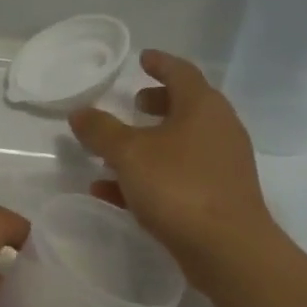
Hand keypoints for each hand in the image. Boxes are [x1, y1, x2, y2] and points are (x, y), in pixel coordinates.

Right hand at [69, 50, 277, 287]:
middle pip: (185, 107)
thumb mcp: (129, 154)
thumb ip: (101, 131)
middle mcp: (218, 130)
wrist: (226, 248)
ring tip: (115, 152)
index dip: (159, 63)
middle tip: (133, 102)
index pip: (181, 72)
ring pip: (180, 145)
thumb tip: (80, 112)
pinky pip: (178, 177)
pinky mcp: (217, 197)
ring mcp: (221, 165)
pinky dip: (150, 176)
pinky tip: (114, 192)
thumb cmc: (179, 187)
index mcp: (203, 107)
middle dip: (157, 104)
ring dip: (149, 144)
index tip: (143, 58)